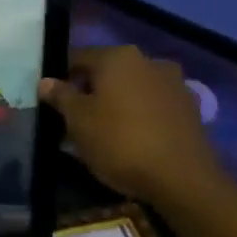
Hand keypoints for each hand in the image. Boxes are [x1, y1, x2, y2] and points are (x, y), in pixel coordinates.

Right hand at [39, 46, 220, 205]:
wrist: (182, 179)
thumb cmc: (120, 141)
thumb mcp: (78, 120)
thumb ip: (61, 96)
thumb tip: (46, 81)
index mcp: (118, 57)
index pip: (78, 58)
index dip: (61, 78)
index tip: (52, 101)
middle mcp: (149, 61)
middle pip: (108, 71)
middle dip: (91, 90)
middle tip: (75, 118)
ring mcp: (174, 84)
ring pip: (132, 88)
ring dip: (116, 102)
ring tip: (103, 131)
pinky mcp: (190, 109)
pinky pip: (153, 105)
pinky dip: (139, 115)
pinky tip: (131, 138)